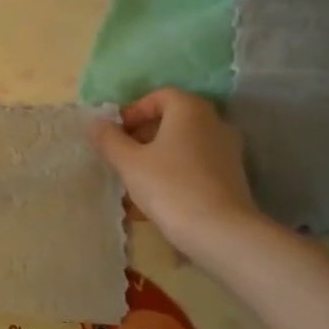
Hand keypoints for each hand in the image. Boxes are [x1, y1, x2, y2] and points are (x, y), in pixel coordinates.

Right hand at [90, 88, 261, 258]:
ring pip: (181, 148)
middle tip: (120, 158)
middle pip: (171, 122)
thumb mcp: (129, 162)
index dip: (133, 111)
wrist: (221, 233)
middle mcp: (214, 124)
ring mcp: (227, 152)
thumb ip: (109, 140)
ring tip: (132, 185)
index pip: (159, 96)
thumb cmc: (170, 186)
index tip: (115, 134)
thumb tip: (97, 124)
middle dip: (141, 138)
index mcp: (190, 110)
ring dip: (155, 160)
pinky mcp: (232, 179)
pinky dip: (173, 176)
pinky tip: (153, 204)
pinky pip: (194, 168)